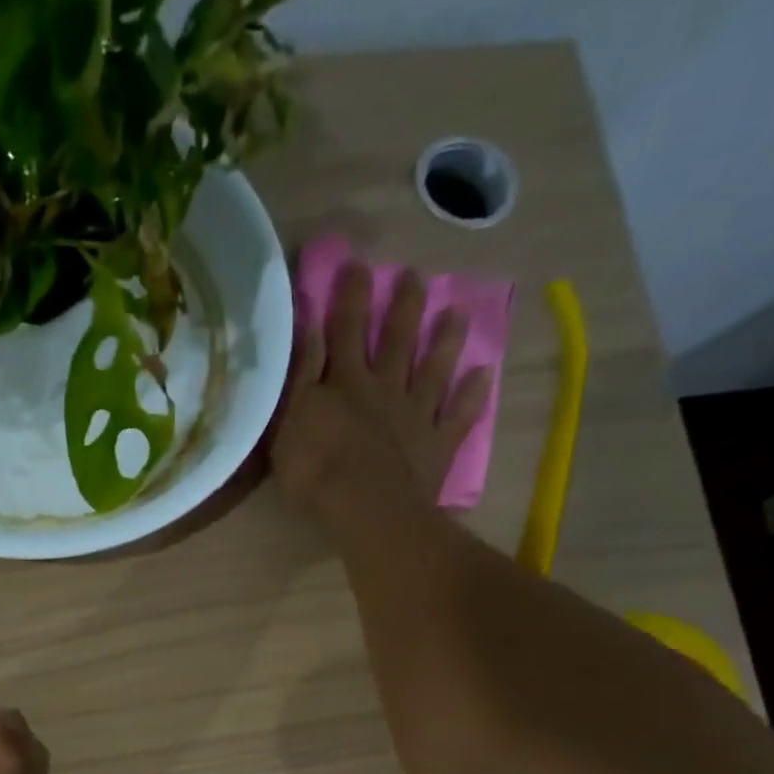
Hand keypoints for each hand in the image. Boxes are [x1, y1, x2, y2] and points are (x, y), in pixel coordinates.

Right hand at [270, 261, 491, 529]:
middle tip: (414, 275)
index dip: (349, 296)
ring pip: (432, 369)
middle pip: (395, 340)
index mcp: (344, 382)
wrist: (364, 510)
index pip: (345, 329)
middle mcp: (383, 388)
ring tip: (457, 313)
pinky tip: (483, 374)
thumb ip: (301, 375)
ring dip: (444, 341)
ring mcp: (415, 415)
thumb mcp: (289, 421)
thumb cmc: (314, 470)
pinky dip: (471, 395)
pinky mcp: (436, 445)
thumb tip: (308, 327)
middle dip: (402, 306)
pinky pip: (458, 415)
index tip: (357, 264)